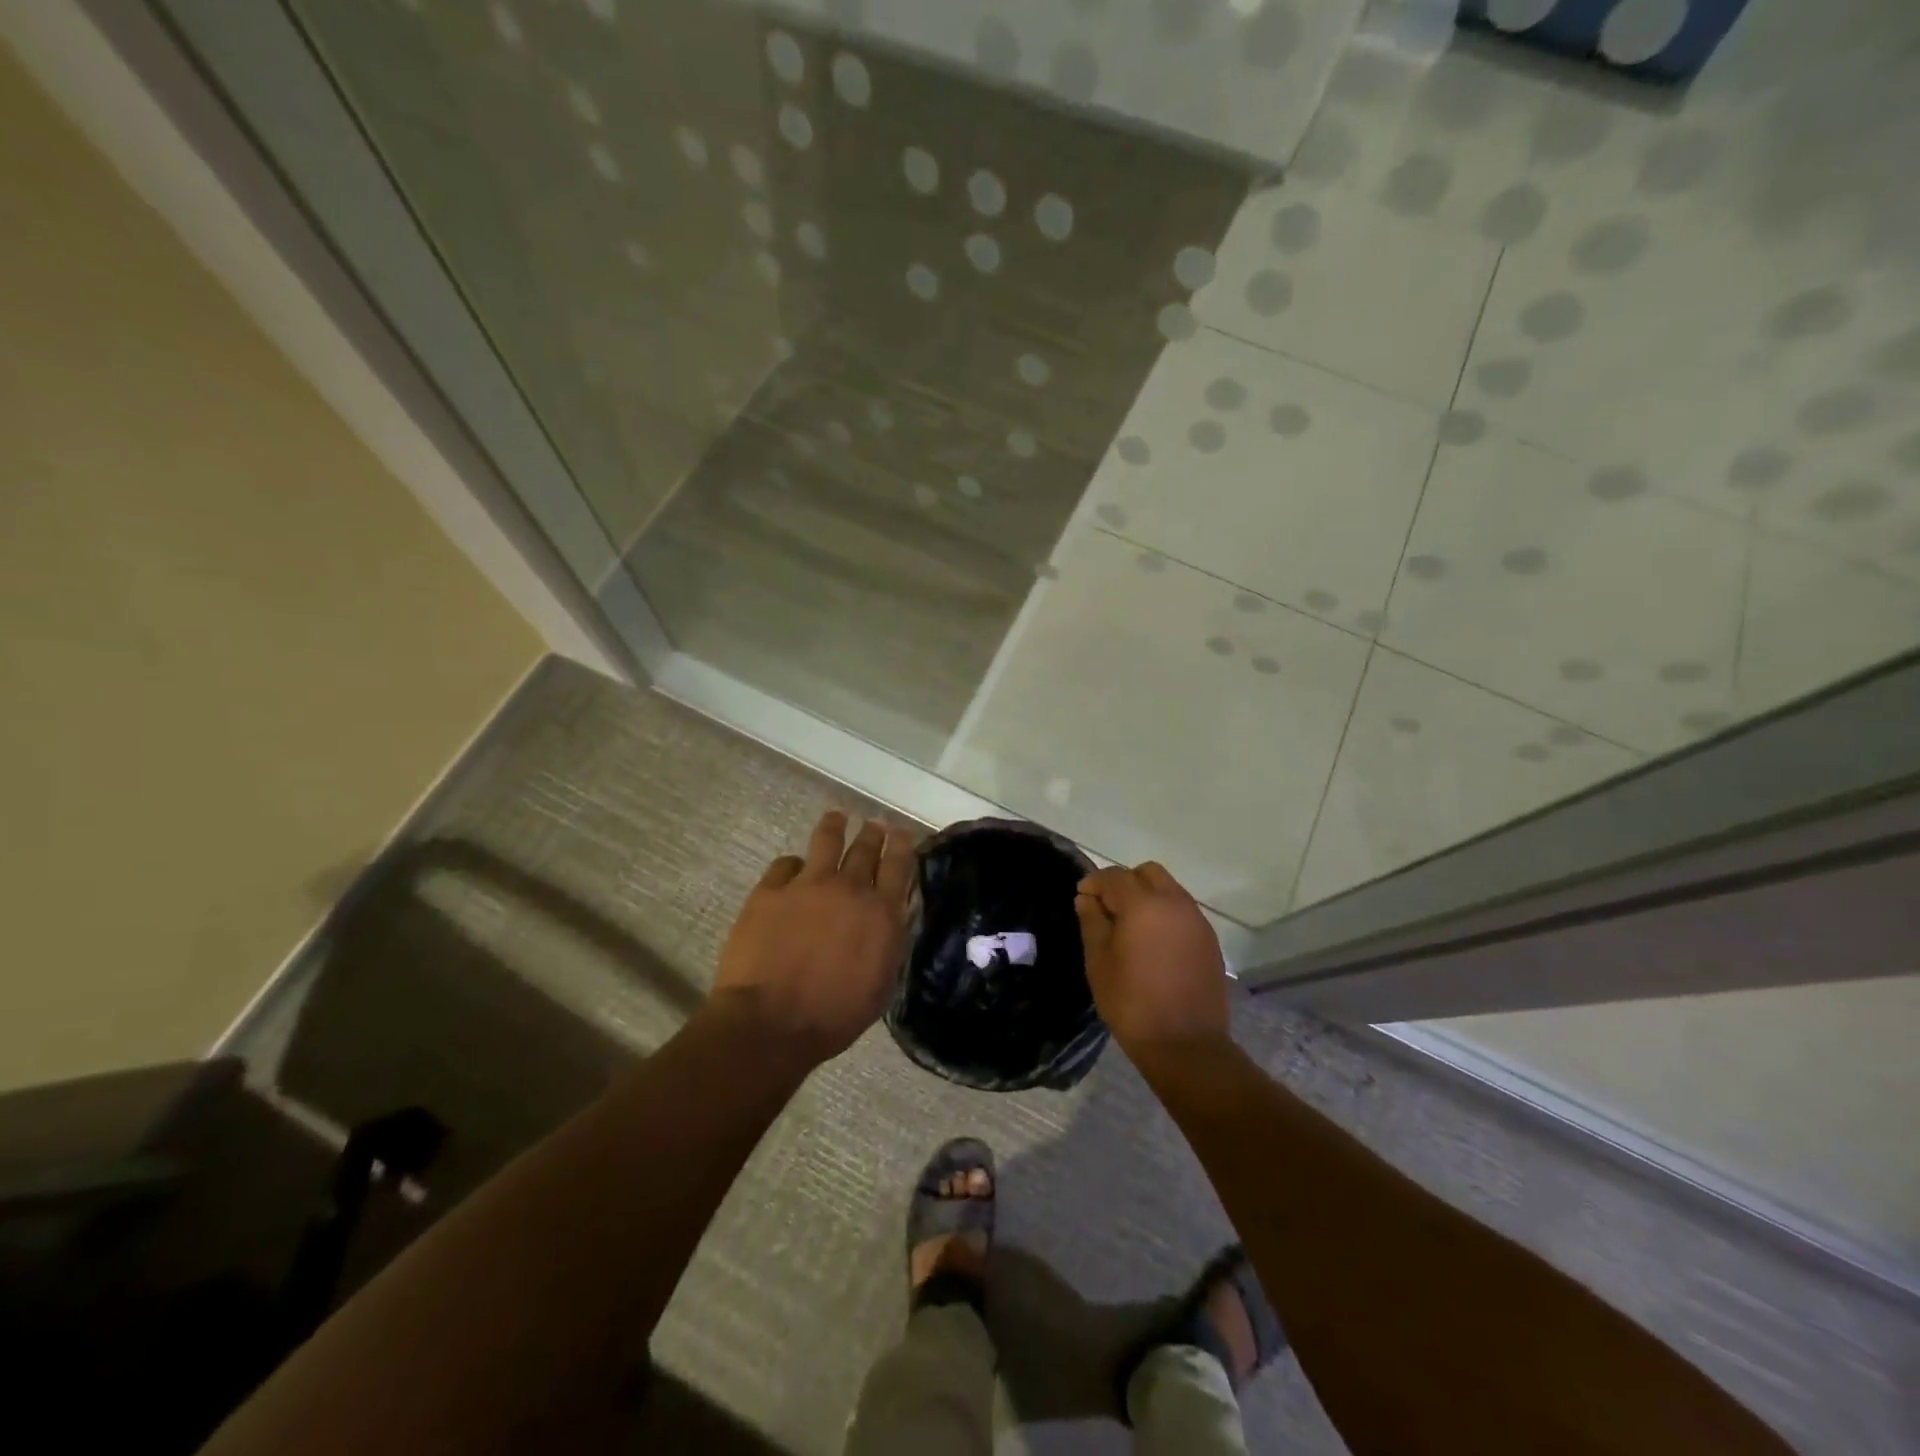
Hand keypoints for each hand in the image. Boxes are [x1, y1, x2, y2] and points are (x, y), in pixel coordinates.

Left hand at [711, 810, 912, 1065]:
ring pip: (826, 841)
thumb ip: (887, 941)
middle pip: (865, 848)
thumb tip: (889, 917)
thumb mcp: (880, 983)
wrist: (771, 1024)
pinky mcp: (770, 891)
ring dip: (835, 826)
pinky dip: (793, 864)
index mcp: (881, 914)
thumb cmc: (834, 1016)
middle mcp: (849, 889)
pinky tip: (792, 867)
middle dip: (872, 833)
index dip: (900, 844)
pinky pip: (785, 864)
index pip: (898, 865)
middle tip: (874, 825)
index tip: (900, 832)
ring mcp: (807, 885)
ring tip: (836, 817)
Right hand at [1075, 862, 1228, 1061]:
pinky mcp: (1209, 940)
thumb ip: (1092, 922)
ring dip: (1147, 897)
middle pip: (1148, 873)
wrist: (1186, 1045)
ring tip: (1131, 927)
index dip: (1094, 883)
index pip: (1115, 876)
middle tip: (1108, 909)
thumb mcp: (1099, 962)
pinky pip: (1183, 912)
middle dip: (1125, 883)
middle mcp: (1175, 903)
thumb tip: (1087, 899)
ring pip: (1169, 889)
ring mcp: (1197, 921)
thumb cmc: (1132, 1003)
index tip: (1082, 898)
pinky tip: (1154, 943)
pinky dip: (1165, 915)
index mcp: (1144, 904)